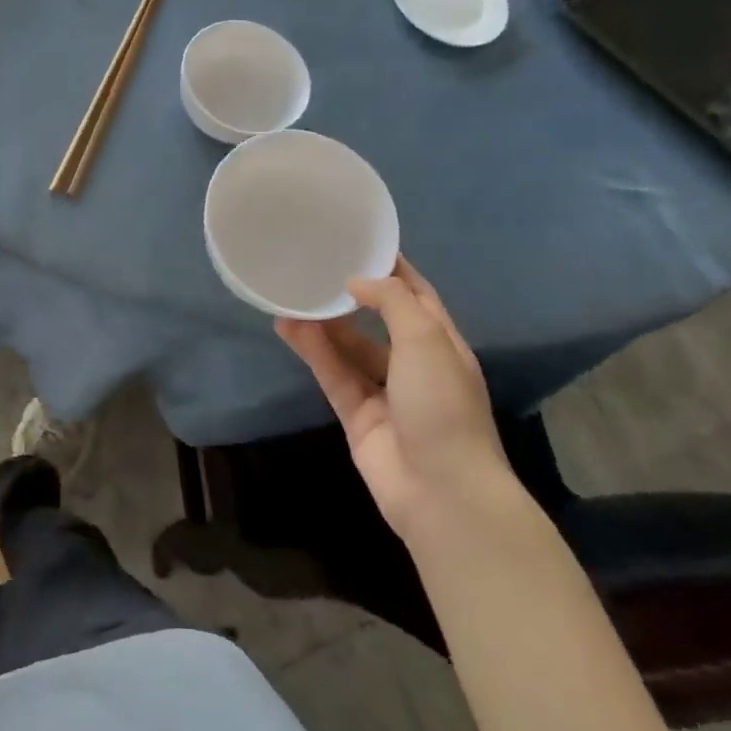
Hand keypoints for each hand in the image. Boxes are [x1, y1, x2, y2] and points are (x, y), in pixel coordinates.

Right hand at [276, 254, 504, 535]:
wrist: (441, 490)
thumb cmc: (442, 405)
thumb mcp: (426, 339)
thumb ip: (391, 301)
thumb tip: (356, 281)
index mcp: (442, 342)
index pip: (415, 294)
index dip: (390, 268)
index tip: (357, 240)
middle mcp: (414, 363)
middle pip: (378, 320)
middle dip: (350, 295)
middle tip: (314, 266)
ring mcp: (384, 391)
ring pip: (348, 347)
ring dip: (323, 323)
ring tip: (291, 293)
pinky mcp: (357, 415)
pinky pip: (332, 374)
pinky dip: (312, 351)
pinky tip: (288, 327)